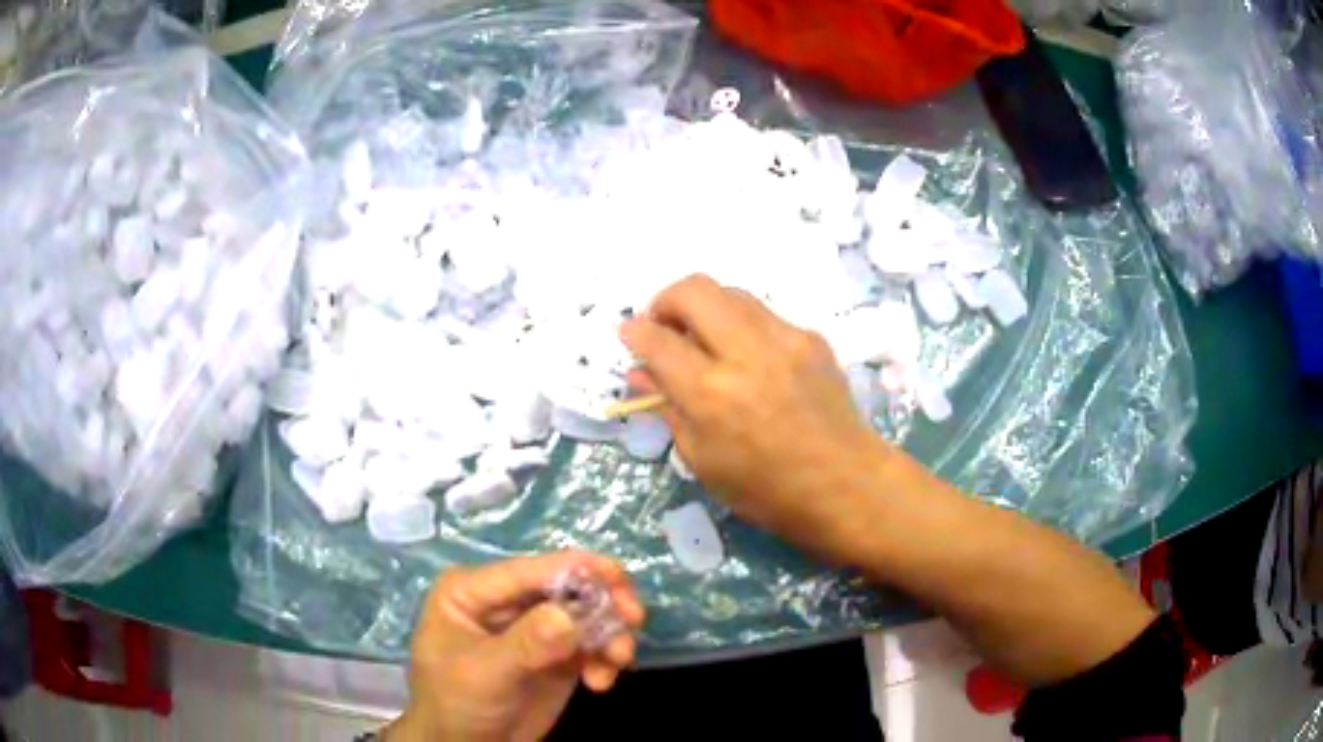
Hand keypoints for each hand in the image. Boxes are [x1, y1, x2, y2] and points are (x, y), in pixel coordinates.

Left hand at [387, 552, 644, 741]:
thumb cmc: (457, 703)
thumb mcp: (485, 674)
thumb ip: (525, 644)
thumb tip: (569, 615)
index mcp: (473, 591)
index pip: (528, 570)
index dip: (575, 568)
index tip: (618, 578)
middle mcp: (506, 601)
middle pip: (565, 585)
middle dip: (603, 600)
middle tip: (633, 619)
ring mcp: (534, 628)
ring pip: (586, 613)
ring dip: (610, 633)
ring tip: (618, 661)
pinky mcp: (557, 654)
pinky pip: (593, 643)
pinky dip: (606, 658)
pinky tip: (600, 683)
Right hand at [620, 274, 898, 561]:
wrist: (847, 485)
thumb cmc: (767, 491)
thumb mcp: (704, 461)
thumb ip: (669, 408)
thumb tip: (642, 372)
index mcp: (712, 394)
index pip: (658, 340)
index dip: (634, 332)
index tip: (628, 334)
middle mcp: (747, 353)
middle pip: (694, 290)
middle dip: (665, 300)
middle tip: (663, 328)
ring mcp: (785, 339)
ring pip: (731, 292)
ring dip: (705, 308)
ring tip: (703, 340)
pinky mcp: (812, 338)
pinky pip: (764, 315)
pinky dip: (742, 326)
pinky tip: (747, 358)